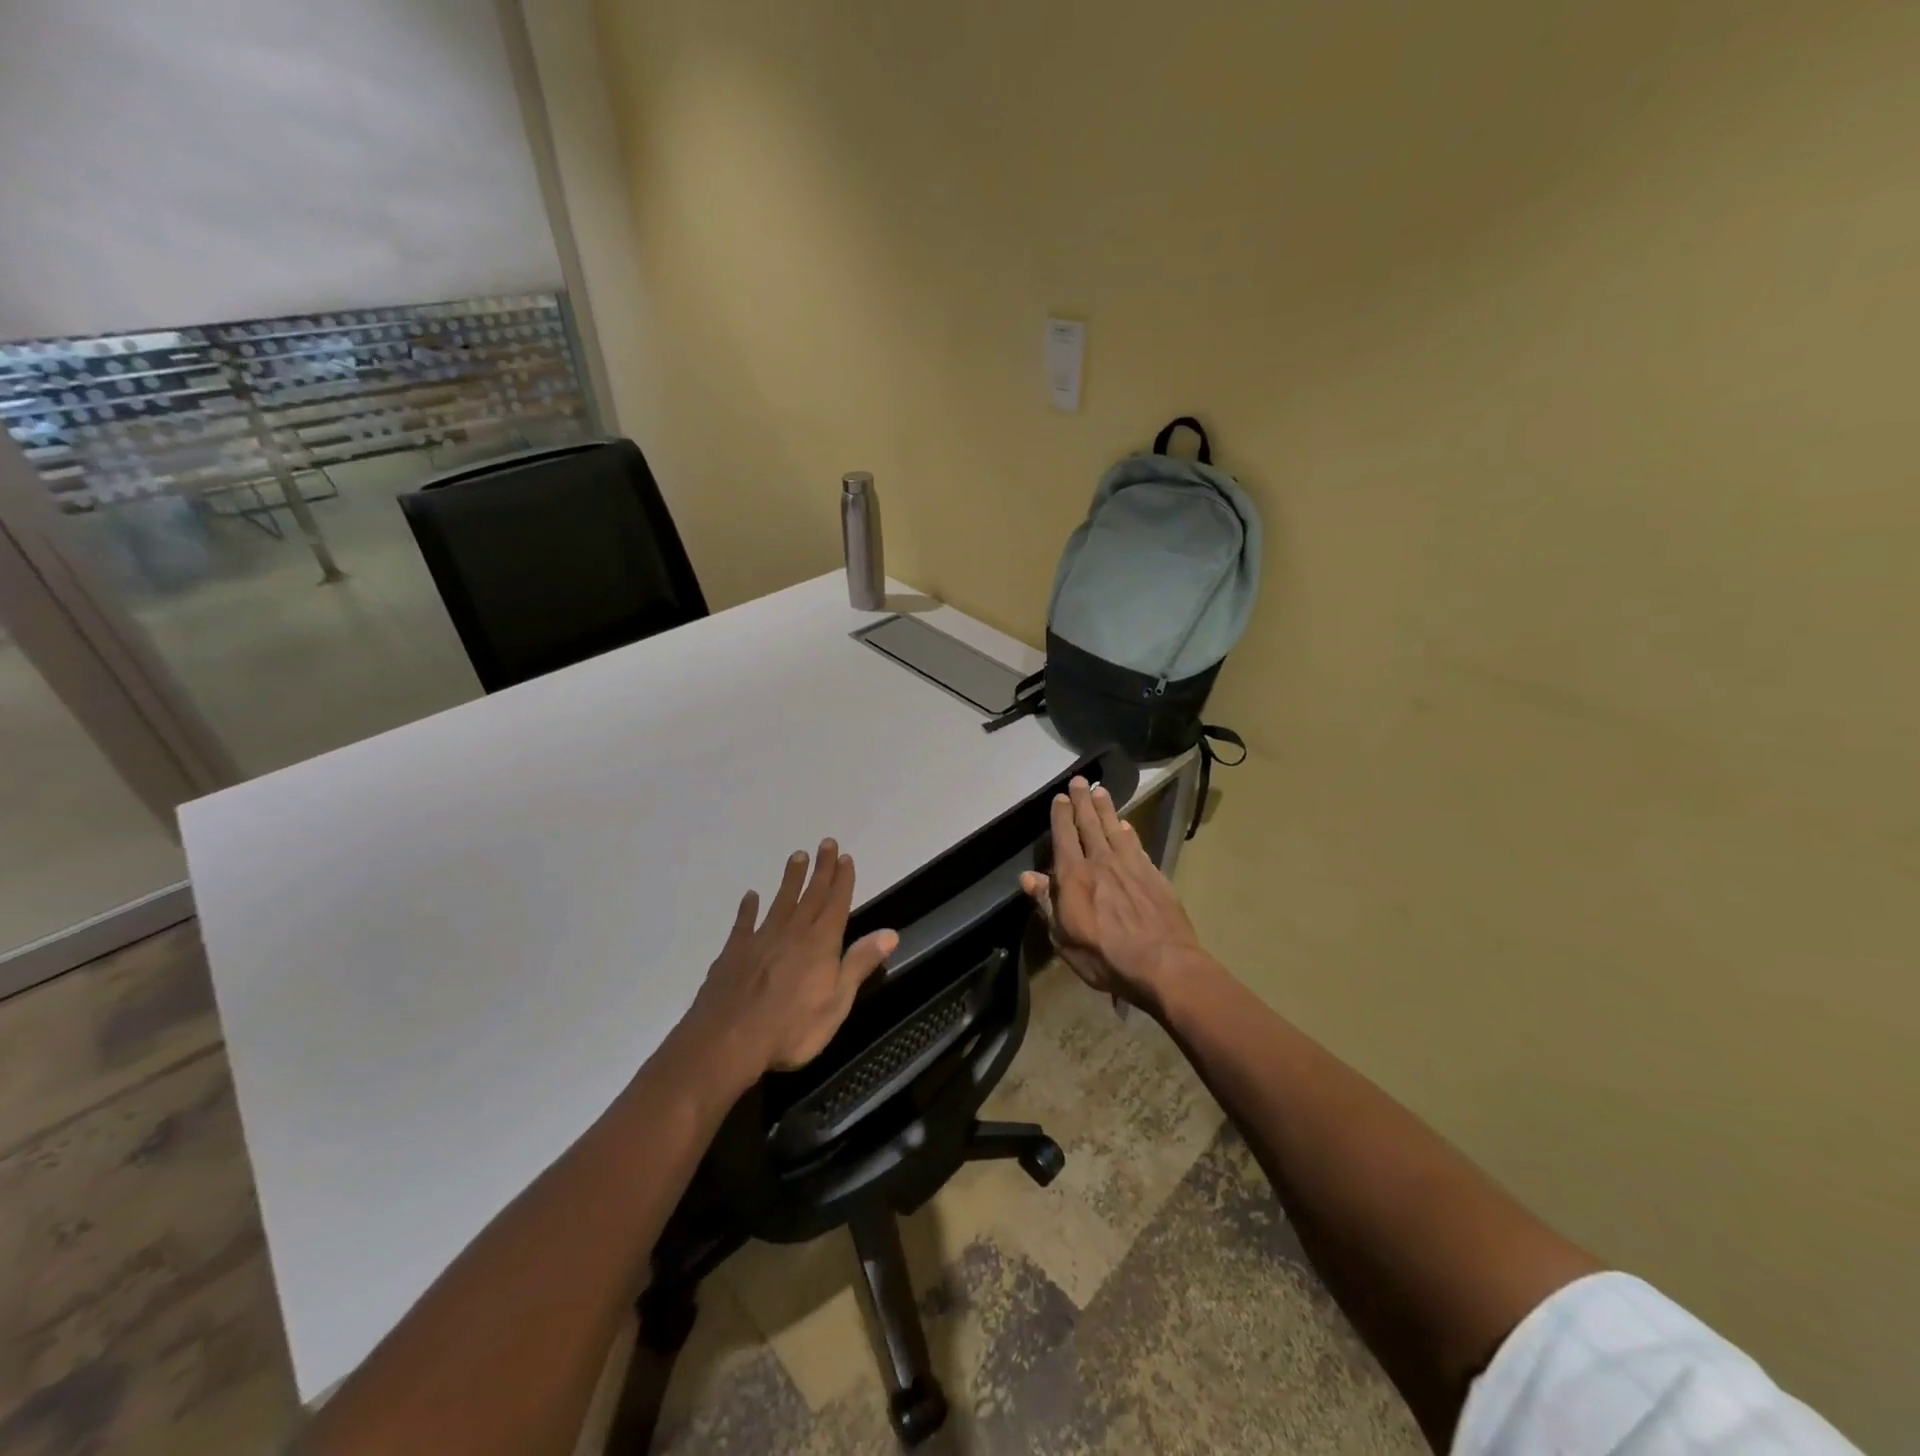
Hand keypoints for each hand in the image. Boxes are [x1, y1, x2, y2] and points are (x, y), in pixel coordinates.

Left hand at [686, 840, 896, 1080]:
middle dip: (821, 869)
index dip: (842, 880)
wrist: (727, 1041)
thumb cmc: (791, 1029)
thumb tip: (890, 933)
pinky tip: (750, 896)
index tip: (845, 857)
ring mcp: (760, 940)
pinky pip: (744, 922)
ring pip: (780, 901)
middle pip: (810, 895)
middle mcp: (792, 933)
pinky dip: (748, 908)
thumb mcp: (837, 1003)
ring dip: (790, 879)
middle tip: (826, 843)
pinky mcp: (734, 952)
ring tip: (797, 856)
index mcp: (820, 944)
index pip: (836, 904)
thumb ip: (859, 964)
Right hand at [1020, 777, 1208, 1012]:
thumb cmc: (1105, 957)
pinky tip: (1126, 824)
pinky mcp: (1153, 875)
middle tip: (1079, 780)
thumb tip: (1029, 876)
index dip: (1061, 815)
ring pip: (1114, 828)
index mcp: (1075, 876)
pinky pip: (1136, 844)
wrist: (1164, 965)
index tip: (1060, 797)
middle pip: (1090, 824)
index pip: (1065, 837)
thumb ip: (1047, 903)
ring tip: (1100, 791)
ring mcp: (1131, 866)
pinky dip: (1129, 831)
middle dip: (1083, 801)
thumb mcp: (1064, 938)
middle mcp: (1102, 862)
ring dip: (1106, 809)